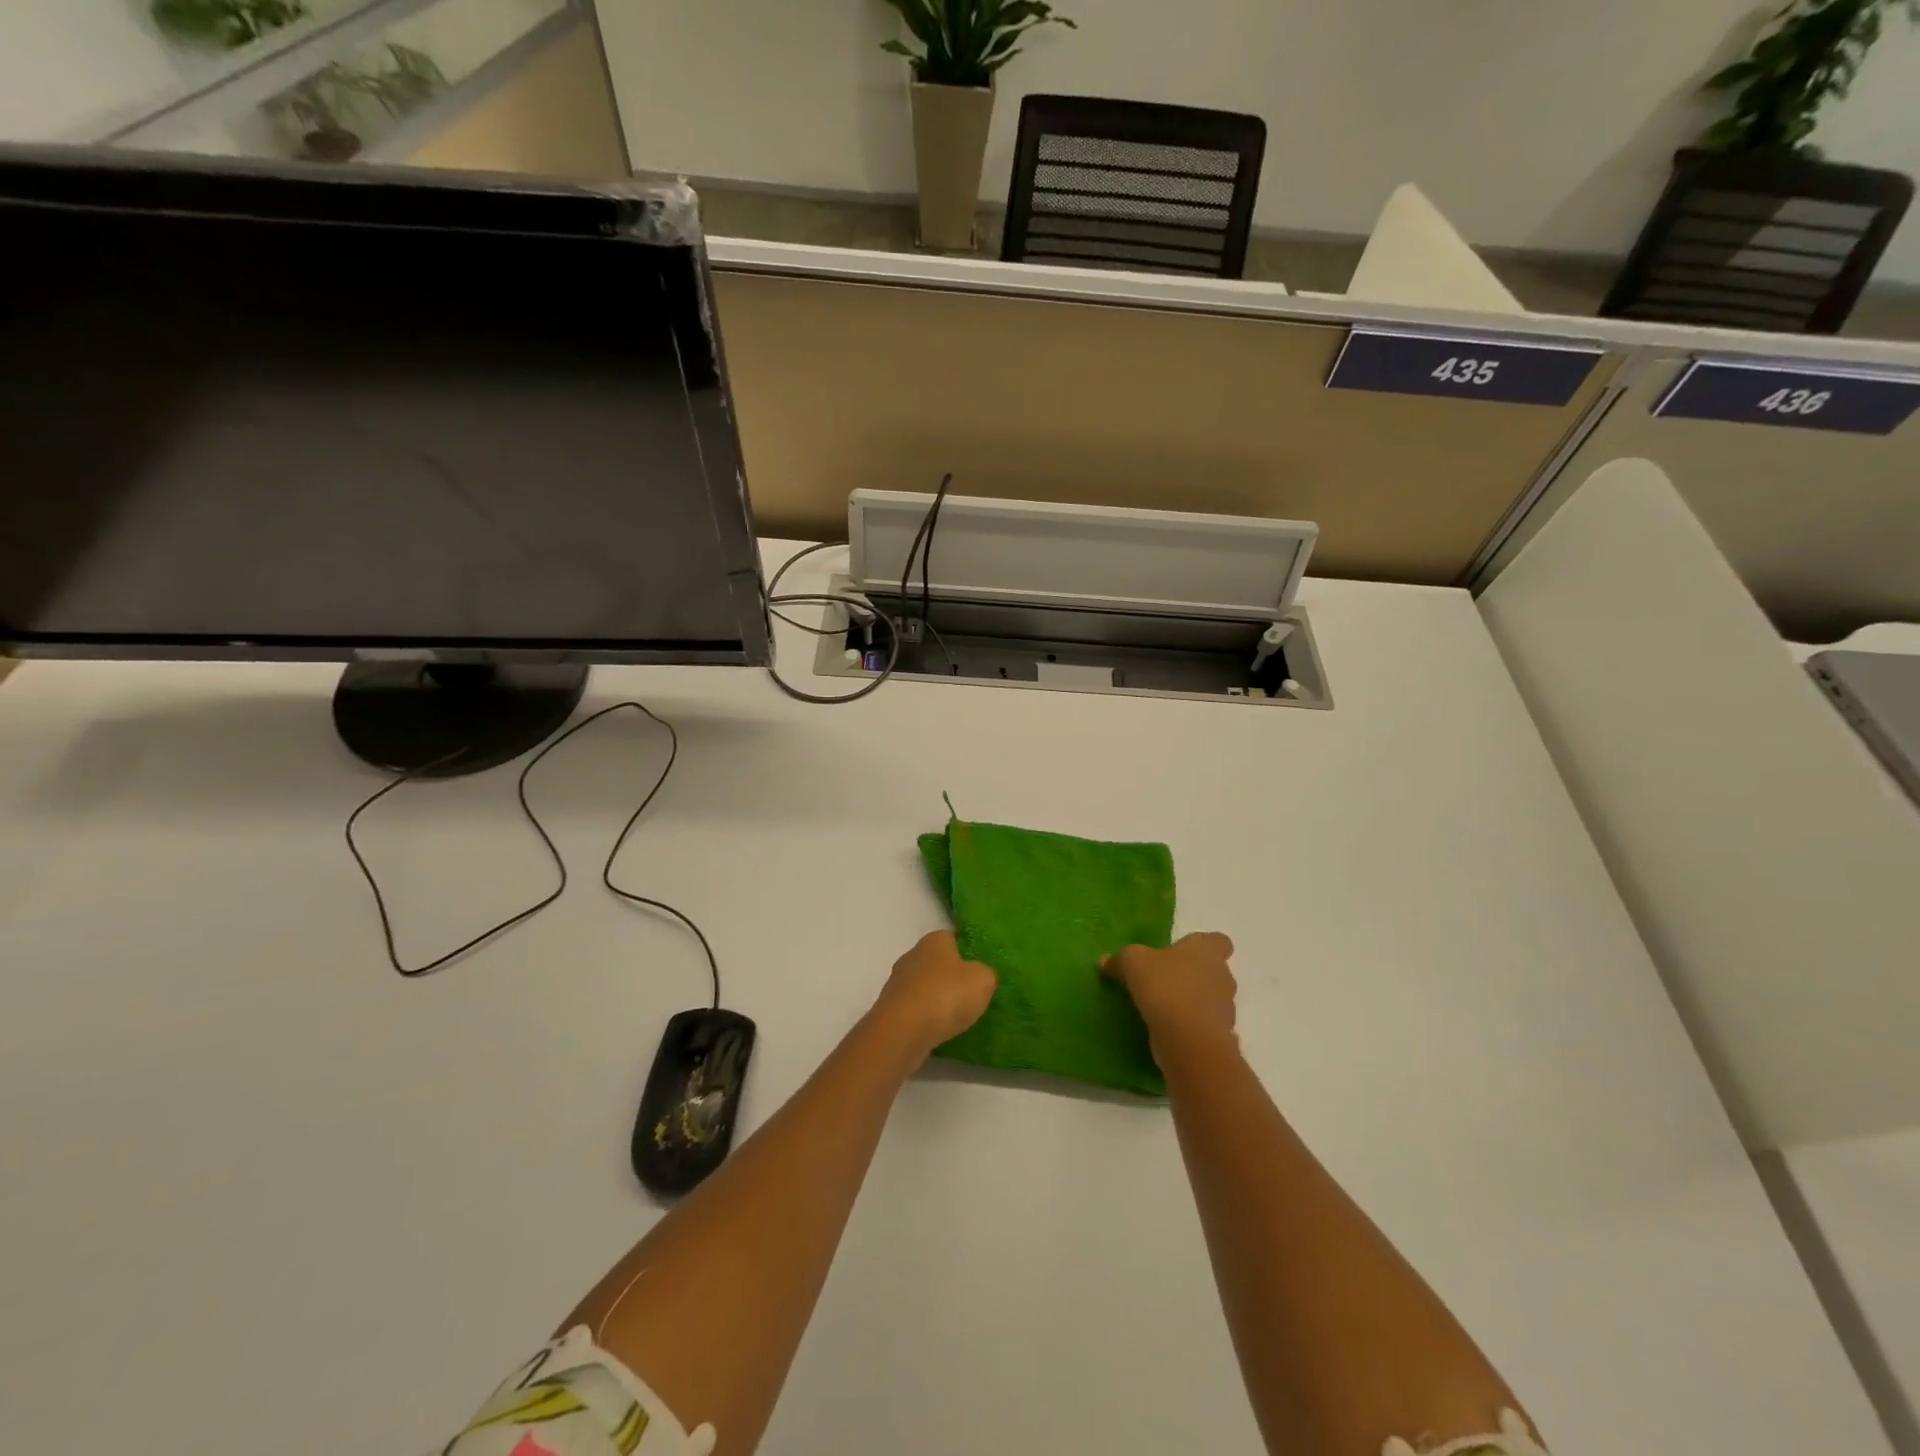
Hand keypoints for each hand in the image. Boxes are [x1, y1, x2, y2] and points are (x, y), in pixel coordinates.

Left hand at [870, 931, 997, 1062]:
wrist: (903, 1030)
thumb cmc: (946, 995)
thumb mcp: (983, 980)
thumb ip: (985, 973)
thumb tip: (980, 975)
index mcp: (934, 940)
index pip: (953, 938)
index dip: (968, 951)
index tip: (980, 968)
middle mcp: (912, 955)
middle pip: (937, 962)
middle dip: (952, 976)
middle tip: (972, 994)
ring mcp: (897, 982)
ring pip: (924, 986)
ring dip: (937, 998)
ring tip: (957, 1017)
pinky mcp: (889, 1008)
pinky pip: (914, 1009)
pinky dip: (925, 1017)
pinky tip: (938, 1030)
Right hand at [1102, 932, 1236, 1054]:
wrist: (1189, 1040)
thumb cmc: (1166, 987)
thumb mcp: (1133, 963)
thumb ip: (1121, 959)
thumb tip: (1105, 961)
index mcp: (1207, 950)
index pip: (1218, 941)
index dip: (1202, 946)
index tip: (1182, 952)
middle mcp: (1223, 976)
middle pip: (1213, 971)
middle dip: (1193, 976)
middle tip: (1164, 981)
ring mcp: (1225, 1009)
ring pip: (1209, 1000)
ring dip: (1191, 1003)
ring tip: (1163, 1008)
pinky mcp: (1219, 1037)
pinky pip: (1203, 1026)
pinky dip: (1189, 1028)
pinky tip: (1166, 1031)